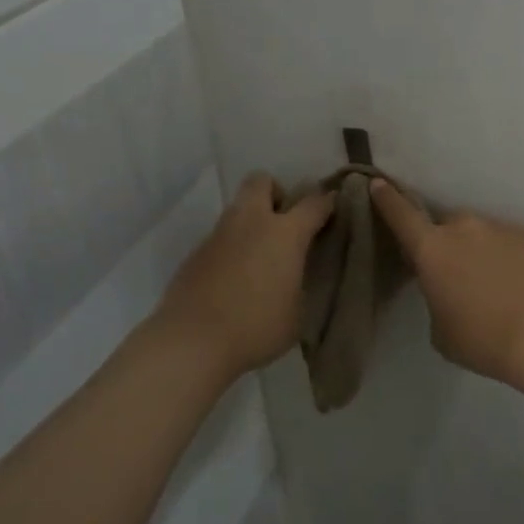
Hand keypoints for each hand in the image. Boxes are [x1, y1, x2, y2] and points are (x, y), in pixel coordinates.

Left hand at [155, 173, 336, 379]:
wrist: (191, 343)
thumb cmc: (257, 327)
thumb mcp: (298, 311)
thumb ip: (301, 283)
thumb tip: (295, 277)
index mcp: (285, 234)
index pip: (313, 203)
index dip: (327, 202)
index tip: (333, 207)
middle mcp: (251, 223)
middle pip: (262, 181)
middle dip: (276, 193)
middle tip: (284, 224)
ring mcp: (218, 236)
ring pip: (237, 210)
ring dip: (251, 223)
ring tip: (259, 258)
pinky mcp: (195, 254)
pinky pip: (220, 239)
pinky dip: (231, 249)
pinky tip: (234, 280)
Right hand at [369, 179, 523, 386]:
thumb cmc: (481, 338)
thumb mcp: (441, 330)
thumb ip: (437, 300)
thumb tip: (450, 292)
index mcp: (432, 249)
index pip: (402, 216)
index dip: (388, 199)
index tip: (378, 183)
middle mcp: (464, 228)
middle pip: (449, 226)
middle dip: (449, 242)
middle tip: (459, 273)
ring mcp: (502, 228)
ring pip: (484, 234)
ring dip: (483, 252)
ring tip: (498, 287)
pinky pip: (515, 245)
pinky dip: (514, 260)